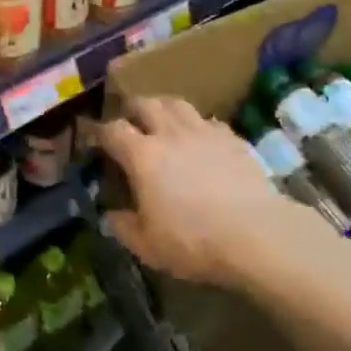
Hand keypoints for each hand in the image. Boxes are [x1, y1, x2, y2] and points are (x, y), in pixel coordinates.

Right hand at [89, 96, 296, 288]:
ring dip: (163, 107)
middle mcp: (169, 133)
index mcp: (142, 155)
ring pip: (176, 103)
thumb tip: (111, 215)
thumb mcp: (149, 246)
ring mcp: (202, 130)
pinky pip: (207, 121)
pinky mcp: (231, 137)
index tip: (93, 136)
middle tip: (129, 120)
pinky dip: (196, 125)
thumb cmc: (194, 241)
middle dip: (132, 109)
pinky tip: (200, 139)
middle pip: (144, 103)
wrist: (256, 233)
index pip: (112, 130)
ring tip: (161, 119)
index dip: (99, 131)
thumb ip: (124, 227)